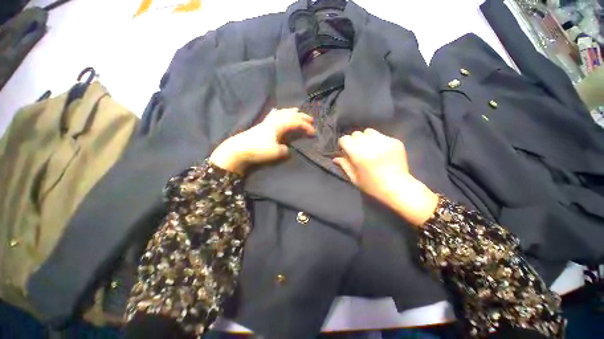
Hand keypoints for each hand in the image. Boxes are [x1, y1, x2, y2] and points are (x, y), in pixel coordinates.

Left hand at [209, 108, 314, 174]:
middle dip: (302, 116)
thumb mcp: (276, 152)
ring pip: (282, 112)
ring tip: (298, 112)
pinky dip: (278, 112)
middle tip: (311, 120)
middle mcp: (274, 120)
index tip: (314, 133)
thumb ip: (285, 150)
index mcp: (279, 125)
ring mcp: (267, 121)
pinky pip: (273, 114)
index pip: (296, 123)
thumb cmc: (258, 149)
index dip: (306, 127)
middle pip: (291, 114)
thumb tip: (287, 149)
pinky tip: (277, 111)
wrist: (238, 149)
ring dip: (291, 112)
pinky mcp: (262, 124)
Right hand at [334, 129, 437, 225]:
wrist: (398, 187)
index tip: (346, 150)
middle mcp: (370, 146)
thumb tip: (335, 157)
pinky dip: (378, 140)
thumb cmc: (372, 186)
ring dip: (366, 138)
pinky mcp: (394, 141)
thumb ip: (344, 165)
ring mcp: (384, 142)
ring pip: (368, 131)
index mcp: (358, 155)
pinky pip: (381, 135)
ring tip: (369, 148)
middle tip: (358, 150)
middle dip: (354, 141)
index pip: (345, 139)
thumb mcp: (354, 178)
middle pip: (356, 134)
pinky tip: (381, 150)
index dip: (343, 144)